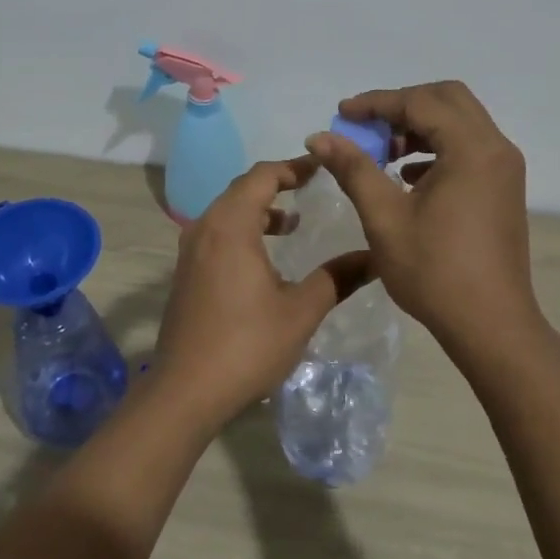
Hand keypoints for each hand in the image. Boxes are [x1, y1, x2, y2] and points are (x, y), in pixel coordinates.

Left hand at [152, 158, 371, 432]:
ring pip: (226, 212)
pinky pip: (216, 233)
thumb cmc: (247, 345)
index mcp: (231, 226)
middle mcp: (205, 228)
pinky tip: (264, 258)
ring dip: (259, 210)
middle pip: (241, 189)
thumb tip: (374, 257)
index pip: (262, 176)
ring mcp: (190, 252)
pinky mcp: (185, 273)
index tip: (322, 167)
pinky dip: (242, 230)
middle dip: (277, 184)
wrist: (185, 391)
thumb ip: (337, 278)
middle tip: (311, 187)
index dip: (293, 167)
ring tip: (292, 224)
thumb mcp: (301, 311)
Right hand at [306, 82, 545, 372]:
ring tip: (384, 153)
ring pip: (460, 123)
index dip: (377, 103)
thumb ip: (353, 169)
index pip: (420, 102)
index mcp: (472, 148)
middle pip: (447, 99)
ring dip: (420, 127)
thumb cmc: (434, 271)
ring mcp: (504, 169)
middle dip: (402, 106)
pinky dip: (437, 149)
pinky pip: (469, 148)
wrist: (491, 325)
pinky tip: (408, 177)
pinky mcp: (503, 188)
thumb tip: (320, 137)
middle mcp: (496, 148)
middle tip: (367, 127)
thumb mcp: (384, 217)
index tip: (342, 113)